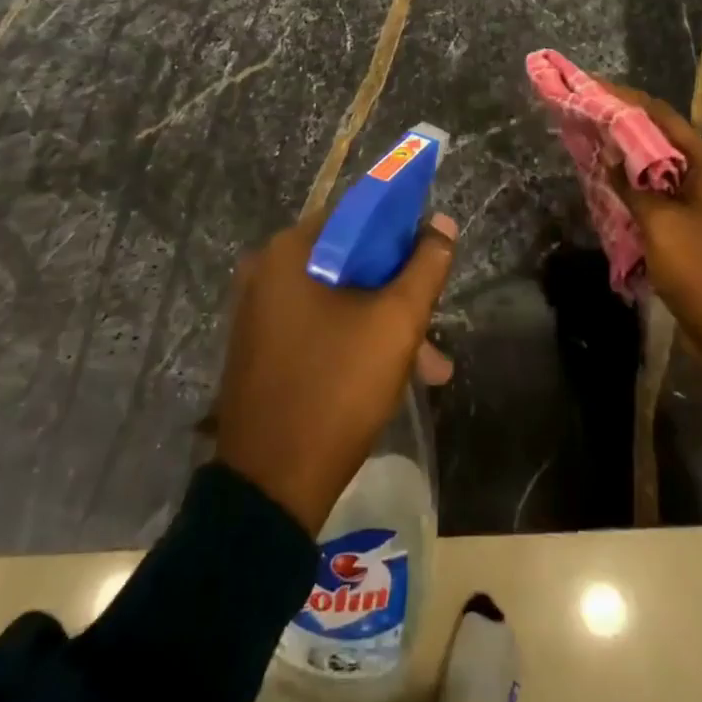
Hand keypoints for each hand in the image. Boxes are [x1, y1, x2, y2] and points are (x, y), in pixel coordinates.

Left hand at [216, 212, 457, 533]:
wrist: (271, 486)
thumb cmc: (336, 388)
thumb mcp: (396, 323)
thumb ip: (425, 266)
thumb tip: (442, 223)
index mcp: (290, 251)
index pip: (357, 215)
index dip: (401, 233)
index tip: (430, 262)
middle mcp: (266, 271)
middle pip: (348, 260)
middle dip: (397, 292)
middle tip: (431, 326)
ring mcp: (258, 312)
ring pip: (337, 299)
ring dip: (383, 324)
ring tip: (428, 368)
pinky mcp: (260, 348)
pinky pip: (317, 325)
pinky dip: (353, 340)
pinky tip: (389, 376)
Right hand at [604, 82, 701, 382]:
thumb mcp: (663, 227)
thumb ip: (634, 186)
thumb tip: (612, 152)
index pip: (663, 117)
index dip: (625, 99)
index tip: (590, 86)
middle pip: (662, 140)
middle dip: (622, 127)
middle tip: (583, 116)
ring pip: (661, 170)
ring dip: (628, 160)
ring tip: (589, 147)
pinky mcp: (701, 231)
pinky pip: (664, 198)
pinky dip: (637, 191)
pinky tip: (610, 191)